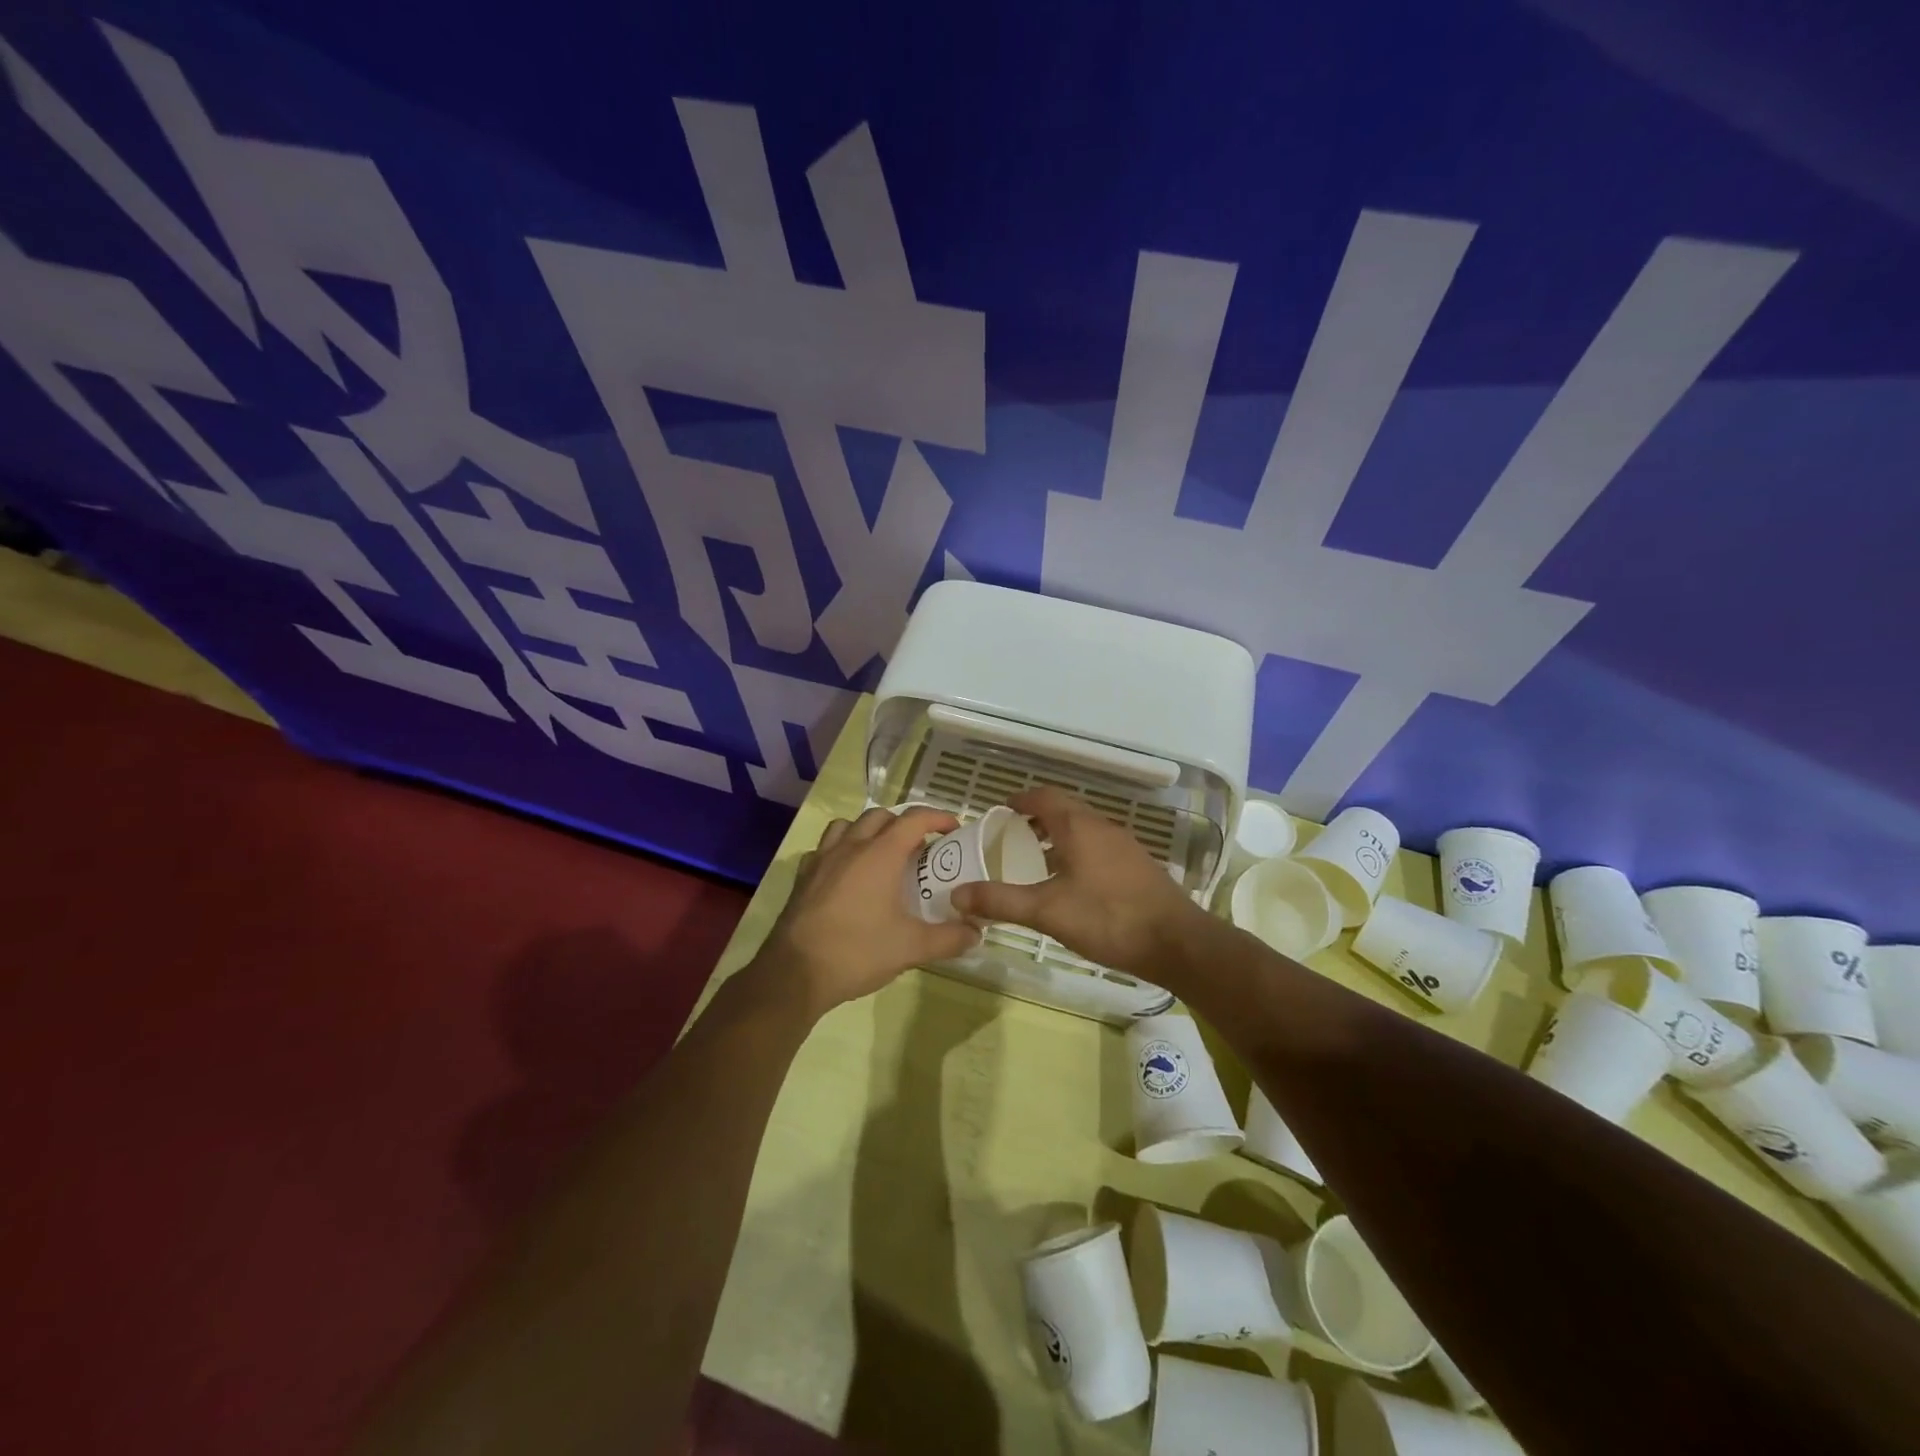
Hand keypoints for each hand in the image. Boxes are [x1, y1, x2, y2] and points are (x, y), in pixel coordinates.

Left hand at [754, 806, 982, 1015]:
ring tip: (882, 854)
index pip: (914, 819)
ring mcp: (822, 859)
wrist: (795, 973)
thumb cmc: (858, 952)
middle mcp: (851, 846)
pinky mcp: (803, 876)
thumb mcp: (912, 948)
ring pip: (848, 825)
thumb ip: (949, 938)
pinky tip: (847, 874)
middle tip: (920, 849)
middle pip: (881, 816)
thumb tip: (977, 933)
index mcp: (881, 854)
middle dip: (904, 824)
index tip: (954, 830)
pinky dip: (841, 850)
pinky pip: (825, 848)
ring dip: (869, 830)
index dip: (938, 818)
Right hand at [949, 786, 1201, 974]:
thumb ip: (1002, 901)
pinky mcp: (1137, 865)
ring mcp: (1124, 845)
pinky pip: (1099, 846)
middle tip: (1011, 835)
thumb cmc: (1107, 918)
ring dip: (1058, 834)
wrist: (1176, 942)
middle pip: (1065, 809)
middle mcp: (1102, 827)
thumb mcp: (1047, 911)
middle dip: (1037, 817)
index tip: (1000, 810)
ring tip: (1036, 857)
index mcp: (1079, 827)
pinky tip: (1071, 881)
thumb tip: (957, 894)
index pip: (1044, 797)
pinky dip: (1077, 850)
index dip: (1020, 799)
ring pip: (1083, 828)